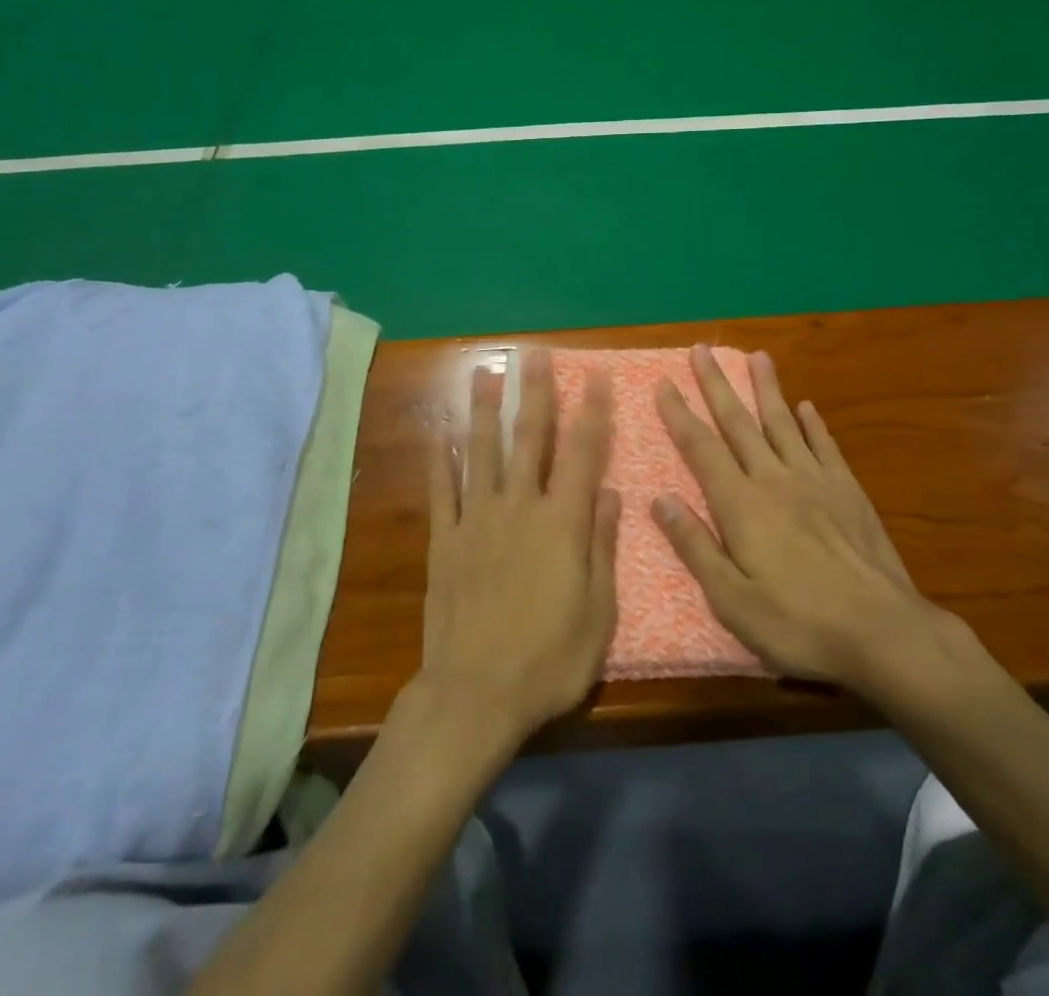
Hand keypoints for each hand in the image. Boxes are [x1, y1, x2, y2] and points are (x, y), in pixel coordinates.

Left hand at [420, 350, 619, 749]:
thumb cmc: (549, 658)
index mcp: (561, 522)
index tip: (593, 376)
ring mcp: (476, 520)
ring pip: (481, 452)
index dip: (590, 412)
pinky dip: (441, 460)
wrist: (475, 694)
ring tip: (484, 373)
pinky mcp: (444, 541)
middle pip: (528, 438)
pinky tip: (440, 434)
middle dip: (533, 392)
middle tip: (533, 354)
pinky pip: (442, 491)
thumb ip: (601, 545)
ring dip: (484, 410)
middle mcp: (518, 507)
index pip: (581, 454)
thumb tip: (607, 492)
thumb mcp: (598, 611)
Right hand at [652, 345, 983, 709]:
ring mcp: (815, 481)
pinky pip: (825, 446)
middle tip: (702, 349)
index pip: (701, 448)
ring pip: (783, 422)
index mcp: (741, 504)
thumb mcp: (732, 601)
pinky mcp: (848, 491)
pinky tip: (807, 407)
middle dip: (717, 384)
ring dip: (766, 388)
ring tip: (757, 357)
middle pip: (738, 422)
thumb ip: (695, 546)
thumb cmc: (799, 623)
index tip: (664, 383)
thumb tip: (660, 499)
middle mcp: (774, 479)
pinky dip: (813, 423)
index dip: (680, 414)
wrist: (884, 632)